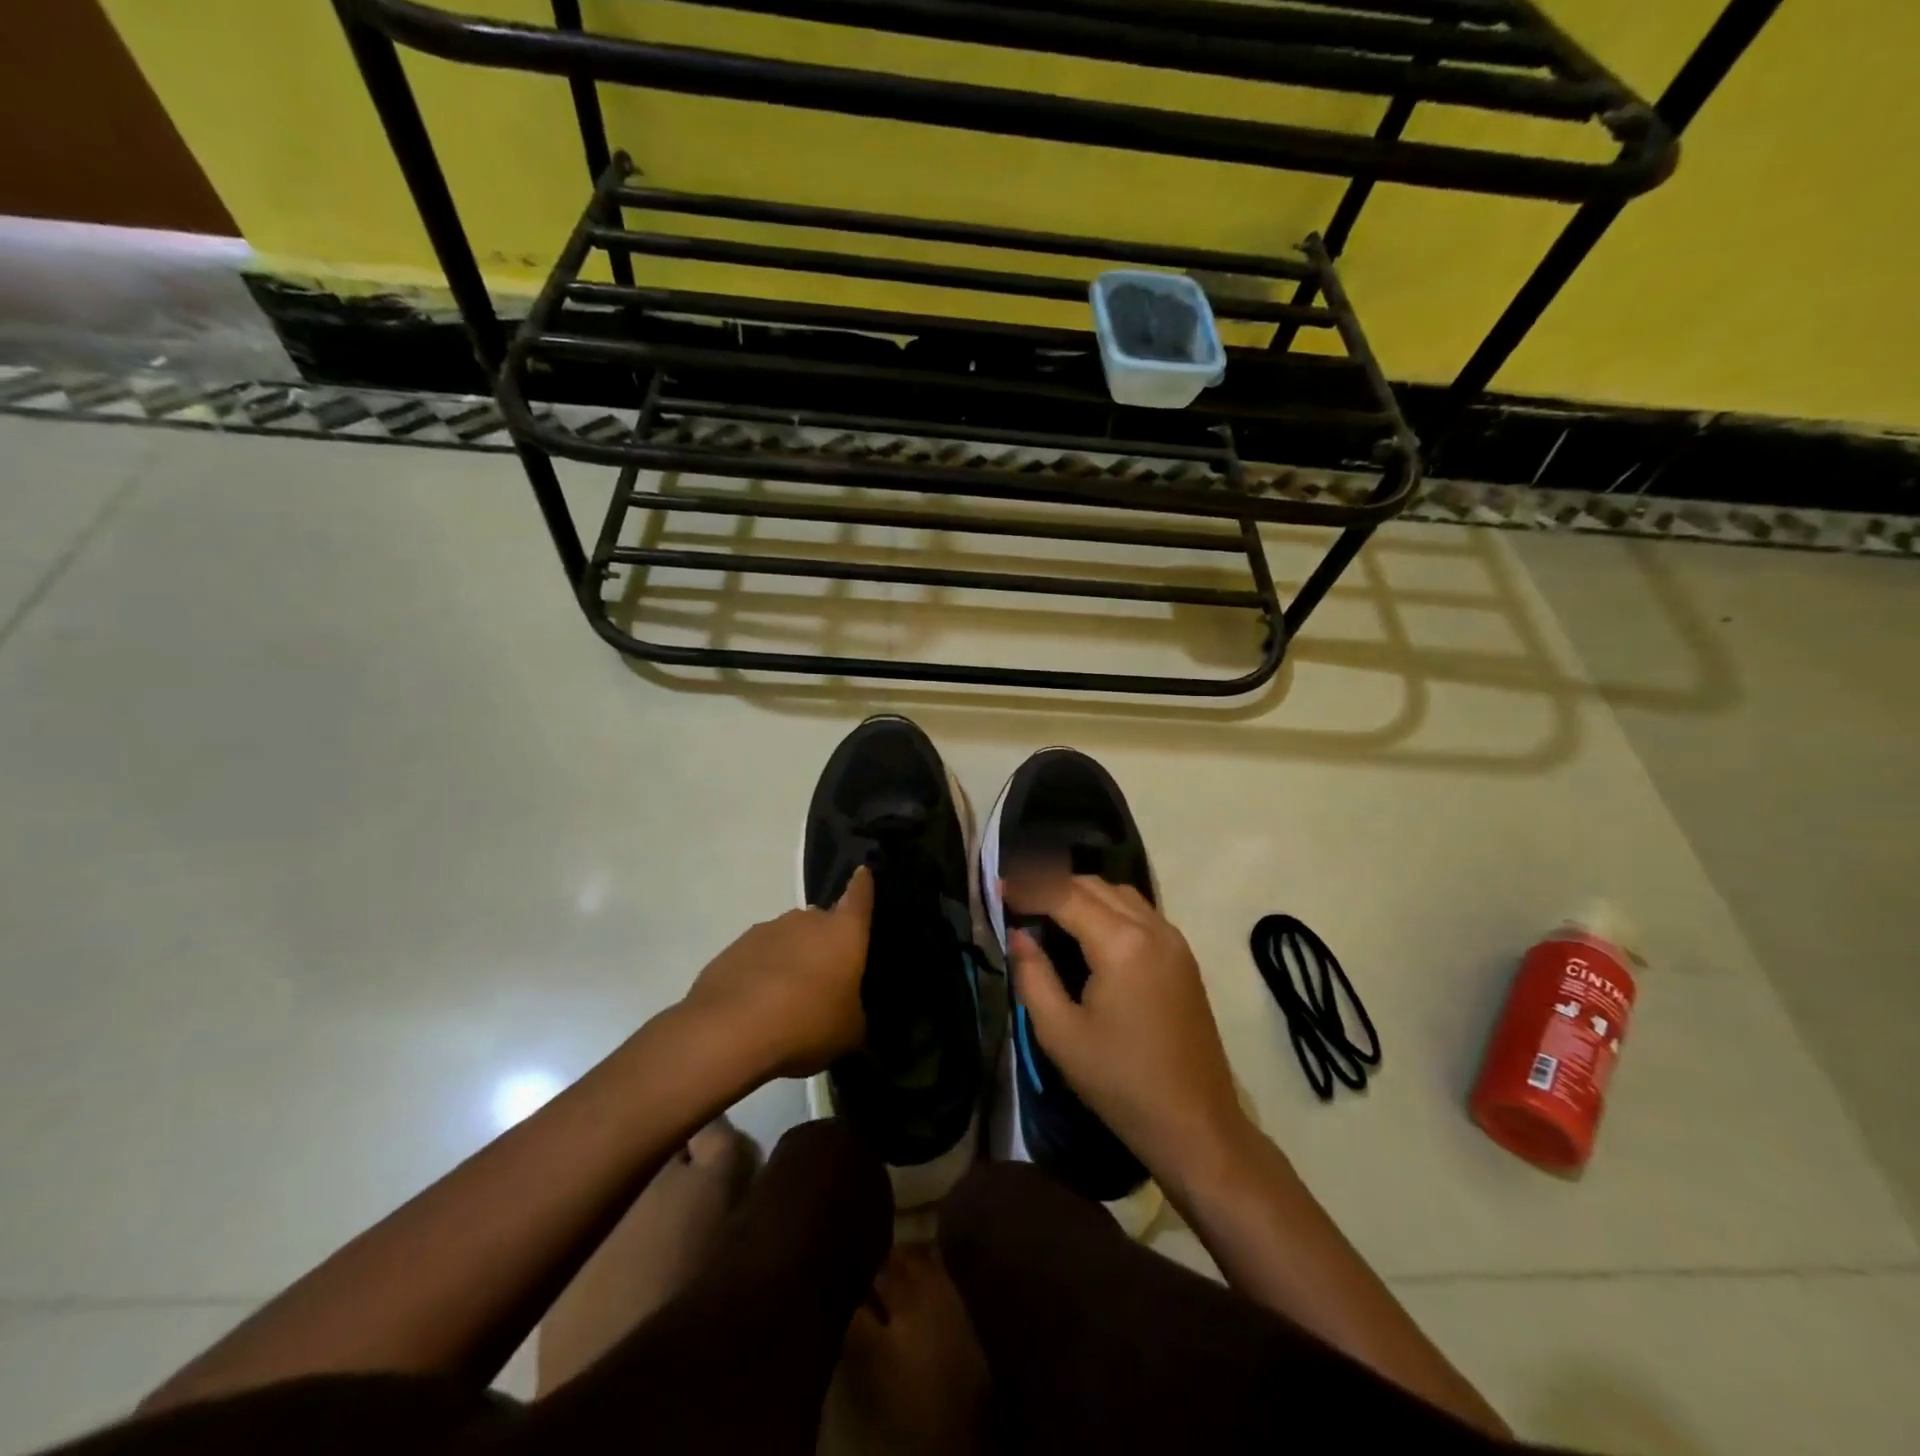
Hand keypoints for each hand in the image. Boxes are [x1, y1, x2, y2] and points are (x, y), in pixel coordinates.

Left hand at [682, 866, 872, 1079]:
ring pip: (786, 939)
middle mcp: (805, 920)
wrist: (731, 1031)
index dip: (863, 885)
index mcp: (842, 931)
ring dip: (790, 959)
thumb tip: (849, 1011)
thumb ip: (854, 1012)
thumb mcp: (849, 1031)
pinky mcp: (733, 949)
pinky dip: (760, 974)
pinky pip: (756, 958)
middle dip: (822, 943)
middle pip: (820, 922)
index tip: (863, 872)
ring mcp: (765, 931)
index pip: (859, 896)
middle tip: (823, 977)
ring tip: (787, 999)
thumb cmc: (807, 1022)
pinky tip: (757, 1007)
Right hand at [1005, 874, 1249, 1184]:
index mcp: (1121, 943)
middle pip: (1094, 885)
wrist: (1195, 1124)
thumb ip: (1033, 975)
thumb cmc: (1121, 1082)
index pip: (1065, 895)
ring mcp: (1173, 940)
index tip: (999, 886)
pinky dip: (1108, 906)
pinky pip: (1140, 912)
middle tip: (1018, 897)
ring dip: (1082, 891)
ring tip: (1048, 909)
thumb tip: (1018, 934)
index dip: (1029, 887)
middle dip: (1053, 883)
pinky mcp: (1183, 957)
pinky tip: (1087, 929)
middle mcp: (1152, 928)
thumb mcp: (1061, 1034)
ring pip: (1120, 893)